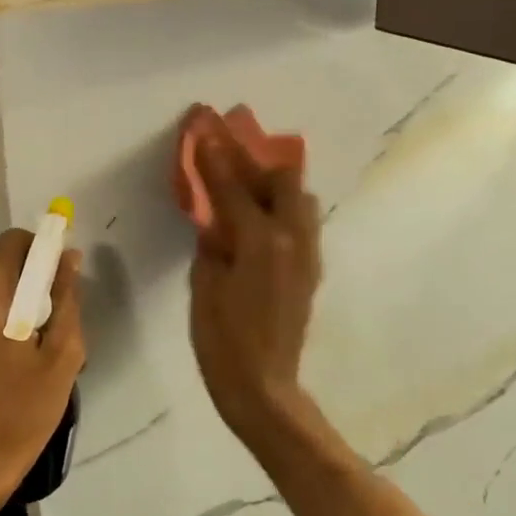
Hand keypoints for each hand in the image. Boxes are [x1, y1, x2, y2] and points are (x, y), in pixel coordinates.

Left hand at [0, 229, 84, 515]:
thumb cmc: (22, 412)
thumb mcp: (62, 356)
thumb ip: (66, 300)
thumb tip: (69, 259)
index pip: (14, 242)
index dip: (42, 249)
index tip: (61, 278)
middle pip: (2, 269)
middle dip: (32, 286)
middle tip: (55, 328)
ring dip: (15, 309)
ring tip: (34, 355)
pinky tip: (8, 369)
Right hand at [188, 109, 321, 439]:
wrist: (263, 387)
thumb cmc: (222, 340)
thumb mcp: (205, 286)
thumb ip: (213, 241)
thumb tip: (216, 216)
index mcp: (261, 241)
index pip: (235, 187)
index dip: (217, 157)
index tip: (205, 128)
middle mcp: (293, 239)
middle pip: (284, 179)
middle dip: (256, 160)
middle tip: (230, 152)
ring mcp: (308, 254)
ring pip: (300, 200)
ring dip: (274, 184)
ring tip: (247, 184)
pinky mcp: (311, 270)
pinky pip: (301, 223)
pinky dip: (281, 209)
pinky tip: (258, 219)